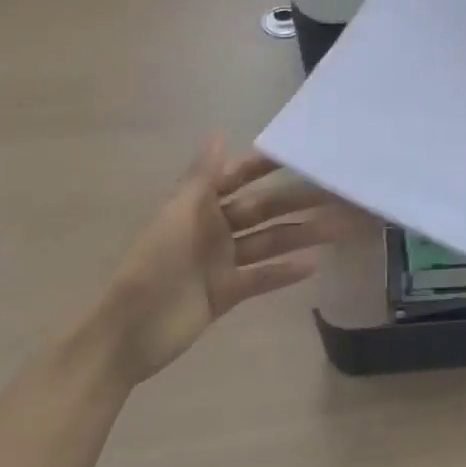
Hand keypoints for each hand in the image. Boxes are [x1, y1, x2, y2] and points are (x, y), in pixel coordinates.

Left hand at [91, 138, 368, 387]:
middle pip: (262, 209)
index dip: (267, 165)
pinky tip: (312, 265)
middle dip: (297, 200)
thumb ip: (202, 176)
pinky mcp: (227, 292)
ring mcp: (222, 261)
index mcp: (199, 206)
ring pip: (269, 241)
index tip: (302, 153)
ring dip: (301, 234)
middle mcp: (214, 229)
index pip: (239, 177)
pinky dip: (285, 272)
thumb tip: (218, 132)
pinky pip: (262, 277)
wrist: (126, 334)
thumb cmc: (152, 266)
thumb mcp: (178, 215)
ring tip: (339, 227)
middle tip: (336, 192)